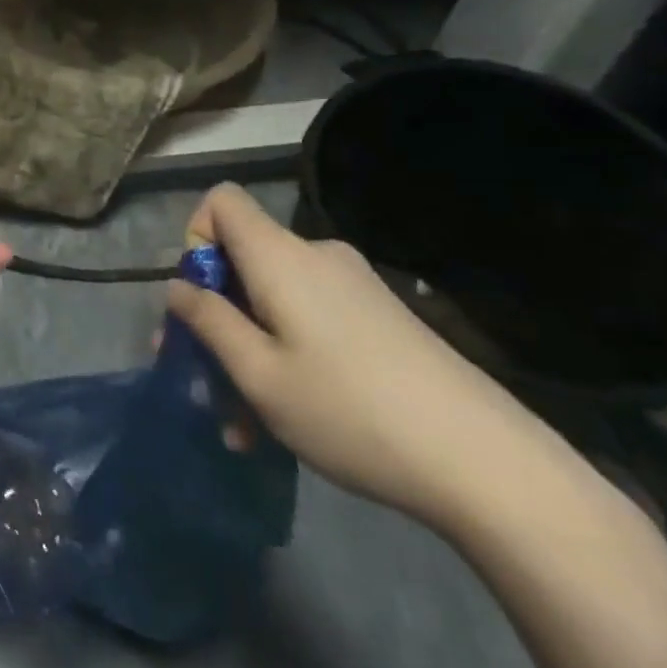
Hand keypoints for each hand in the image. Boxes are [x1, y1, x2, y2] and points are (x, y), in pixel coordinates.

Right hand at [168, 183, 545, 527]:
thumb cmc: (351, 410)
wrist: (489, 465)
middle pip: (244, 261)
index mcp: (280, 256)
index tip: (199, 299)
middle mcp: (316, 257)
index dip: (195, 237)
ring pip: (275, 302)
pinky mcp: (382, 320)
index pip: (221, 201)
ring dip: (249, 352)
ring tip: (242, 426)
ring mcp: (355, 288)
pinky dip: (287, 358)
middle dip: (215, 316)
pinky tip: (288, 421)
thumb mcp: (259, 374)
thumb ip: (208, 322)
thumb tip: (177, 287)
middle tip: (200, 380)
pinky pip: (311, 321)